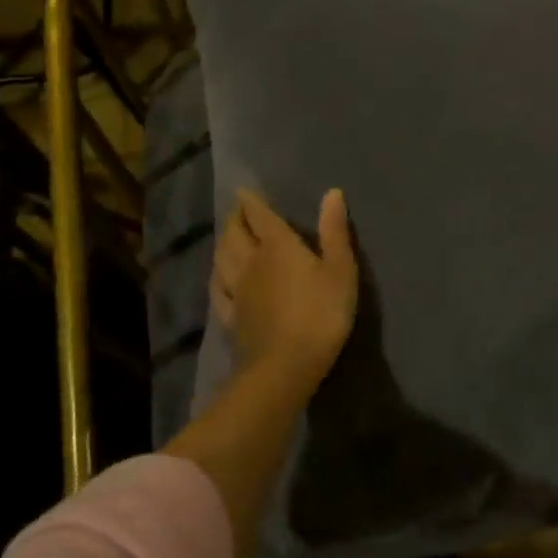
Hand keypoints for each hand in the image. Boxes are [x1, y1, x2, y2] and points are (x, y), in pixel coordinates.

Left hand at [211, 188, 358, 389]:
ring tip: (226, 237)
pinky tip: (218, 277)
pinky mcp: (231, 318)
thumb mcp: (339, 270)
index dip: (252, 201)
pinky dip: (217, 277)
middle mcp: (251, 262)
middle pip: (235, 234)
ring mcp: (237, 291)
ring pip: (222, 259)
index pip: (260, 216)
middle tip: (237, 210)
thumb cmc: (320, 314)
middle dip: (235, 218)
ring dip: (223, 242)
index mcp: (278, 246)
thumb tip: (332, 192)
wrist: (284, 368)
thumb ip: (334, 231)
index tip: (243, 190)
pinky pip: (218, 291)